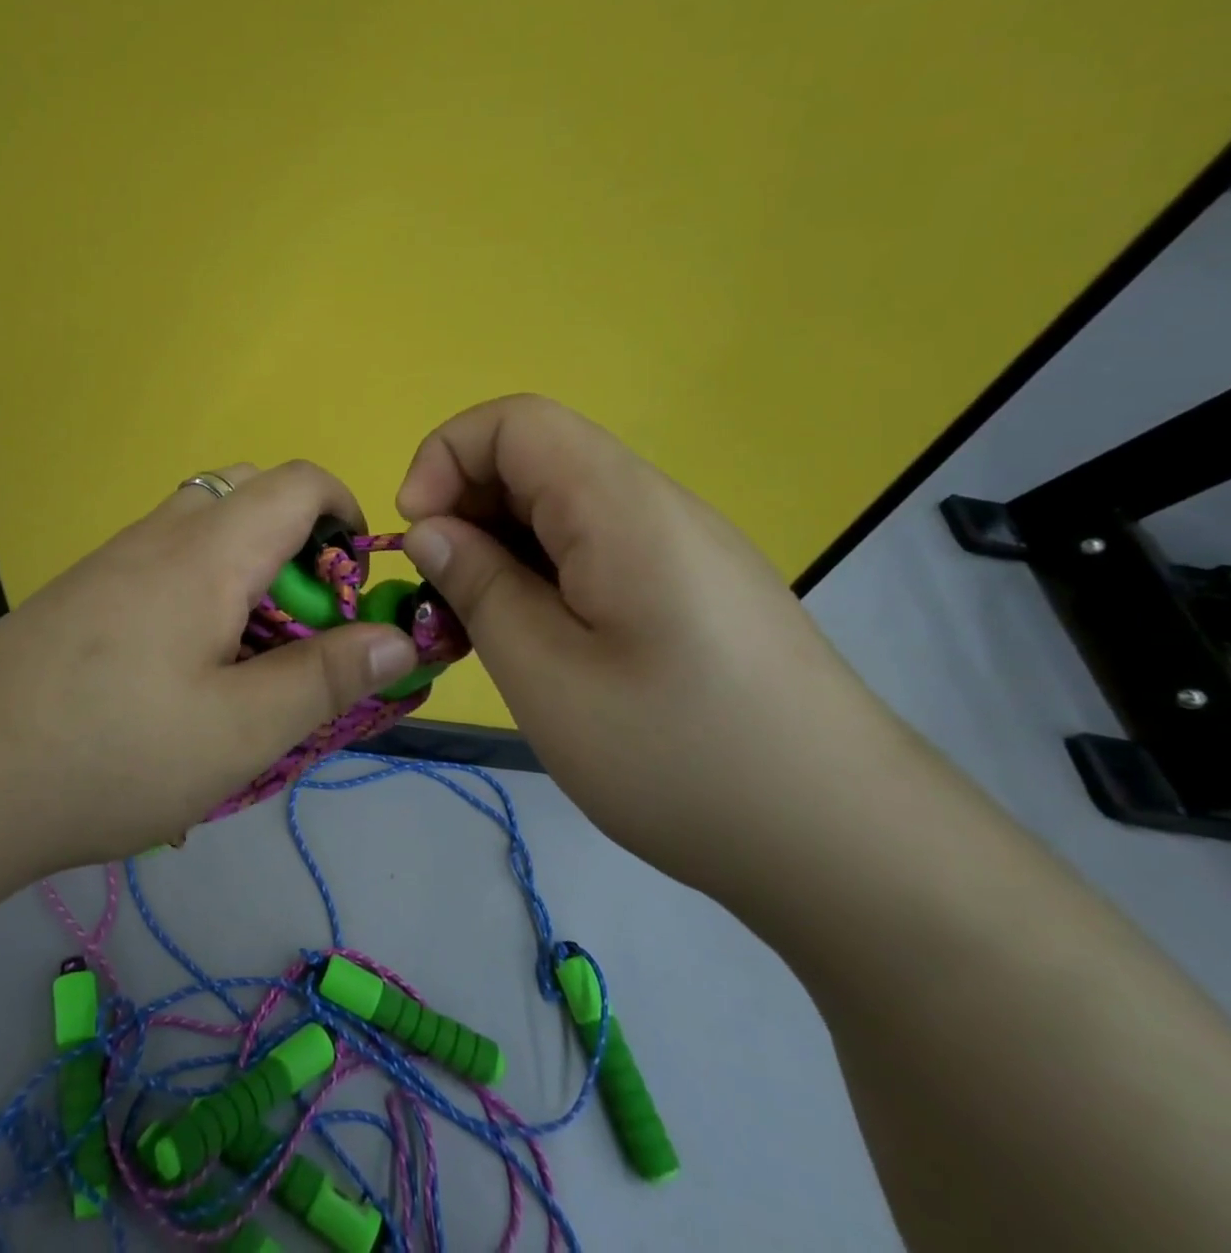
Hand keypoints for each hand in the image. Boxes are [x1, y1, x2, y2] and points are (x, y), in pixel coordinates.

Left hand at [0, 462, 419, 896]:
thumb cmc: (112, 752)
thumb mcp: (240, 730)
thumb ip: (326, 678)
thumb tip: (400, 639)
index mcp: (208, 551)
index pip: (299, 481)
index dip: (347, 514)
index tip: (357, 587)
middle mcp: (160, 536)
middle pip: (250, 495)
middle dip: (299, 548)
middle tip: (301, 631)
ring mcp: (114, 561)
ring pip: (204, 530)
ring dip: (247, 575)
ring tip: (246, 660)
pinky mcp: (84, 594)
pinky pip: (164, 564)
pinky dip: (201, 594)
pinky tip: (182, 675)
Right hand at [396, 395, 914, 901]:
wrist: (848, 844)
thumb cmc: (681, 758)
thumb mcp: (547, 675)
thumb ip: (479, 587)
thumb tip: (431, 531)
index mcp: (621, 507)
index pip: (515, 422)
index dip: (446, 457)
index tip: (417, 535)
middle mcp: (655, 507)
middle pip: (536, 460)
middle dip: (465, 511)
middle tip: (444, 599)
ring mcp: (679, 548)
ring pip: (561, 510)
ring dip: (500, 551)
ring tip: (482, 631)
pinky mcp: (690, 588)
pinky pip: (594, 551)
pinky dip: (541, 578)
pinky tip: (538, 646)